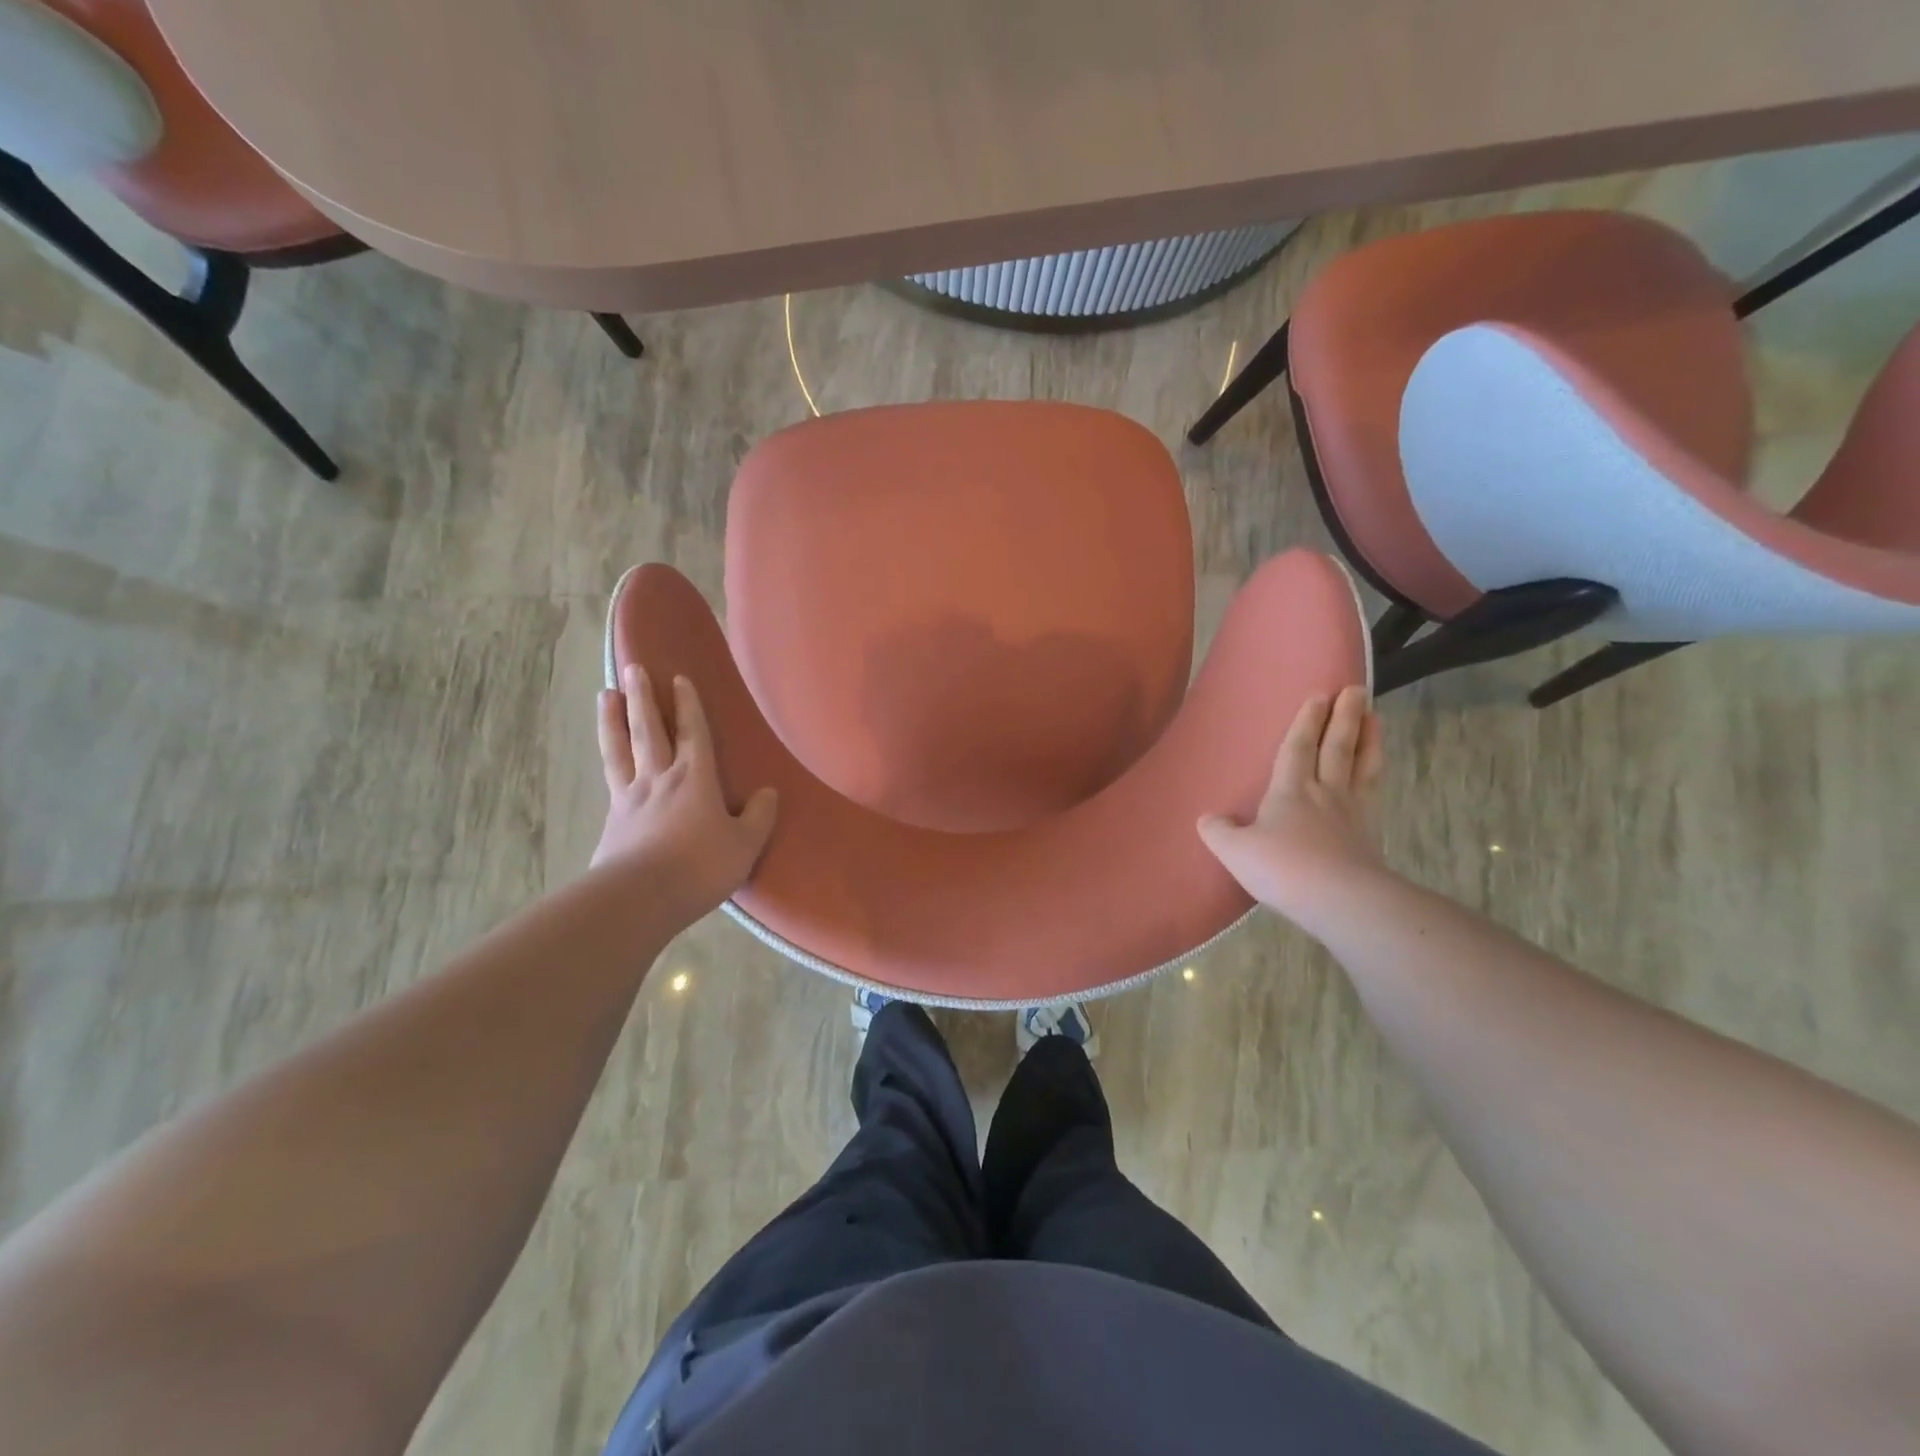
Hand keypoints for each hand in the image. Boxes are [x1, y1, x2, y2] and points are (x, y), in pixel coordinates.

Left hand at [593, 666, 777, 917]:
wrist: (640, 898)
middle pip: (648, 730)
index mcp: (695, 779)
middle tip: (633, 669)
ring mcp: (629, 799)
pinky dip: (608, 763)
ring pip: (619, 749)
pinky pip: (610, 781)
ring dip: (612, 720)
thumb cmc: (700, 866)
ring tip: (604, 695)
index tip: (679, 679)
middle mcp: (659, 779)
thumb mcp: (744, 844)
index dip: (688, 705)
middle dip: (642, 698)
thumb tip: (768, 793)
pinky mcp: (611, 822)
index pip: (692, 733)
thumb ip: (758, 817)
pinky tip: (606, 760)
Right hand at [1198, 686, 1385, 930]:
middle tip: (1357, 690)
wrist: (1340, 900)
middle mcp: (1324, 793)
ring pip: (1361, 767)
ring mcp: (1352, 813)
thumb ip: (1219, 832)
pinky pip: (1372, 795)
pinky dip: (1375, 777)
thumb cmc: (1283, 867)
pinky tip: (1376, 775)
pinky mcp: (1369, 836)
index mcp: (1290, 790)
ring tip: (1375, 718)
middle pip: (1337, 747)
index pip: (1298, 747)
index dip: (1306, 721)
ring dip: (1369, 740)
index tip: (1319, 696)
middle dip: (1344, 718)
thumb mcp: (1236, 851)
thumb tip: (1207, 819)